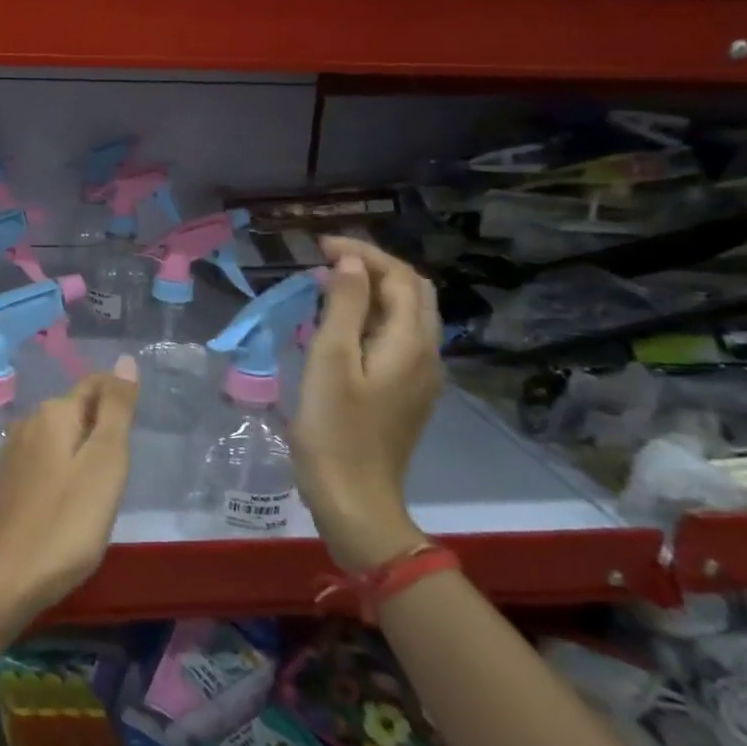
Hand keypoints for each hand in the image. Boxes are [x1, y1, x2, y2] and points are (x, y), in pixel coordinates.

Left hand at [0, 356, 139, 619]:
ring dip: (85, 451)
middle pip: (78, 409)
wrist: (6, 579)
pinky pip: (47, 460)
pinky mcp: (9, 480)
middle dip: (103, 427)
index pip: (95, 384)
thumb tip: (125, 360)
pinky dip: (67, 470)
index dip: (120, 401)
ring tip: (102, 488)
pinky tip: (73, 501)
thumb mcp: (105, 462)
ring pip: (62, 436)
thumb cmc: (66, 521)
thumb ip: (117, 409)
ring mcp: (14, 452)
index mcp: (53, 412)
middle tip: (122, 469)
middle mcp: (29, 422)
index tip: (136, 434)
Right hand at [293, 236, 442, 571]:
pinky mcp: (406, 393)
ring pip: (407, 315)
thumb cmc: (335, 429)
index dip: (363, 253)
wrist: (355, 499)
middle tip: (327, 260)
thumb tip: (350, 262)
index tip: (319, 246)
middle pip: (412, 292)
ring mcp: (420, 376)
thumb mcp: (331, 360)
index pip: (399, 277)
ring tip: (329, 285)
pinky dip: (373, 316)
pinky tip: (341, 325)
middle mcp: (426, 354)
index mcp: (410, 343)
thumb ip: (345, 306)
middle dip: (373, 266)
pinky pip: (397, 337)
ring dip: (373, 290)